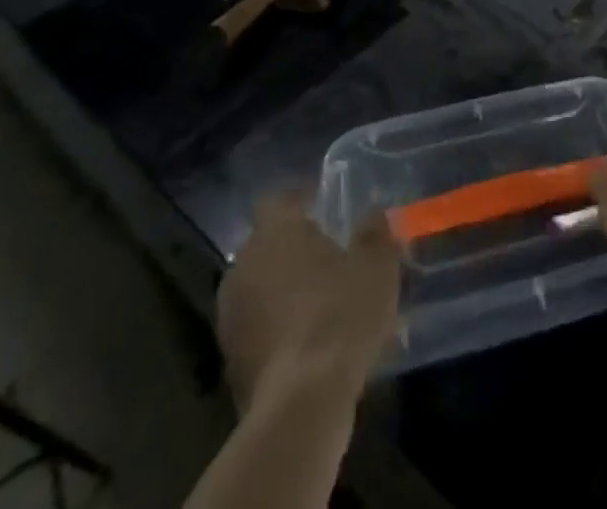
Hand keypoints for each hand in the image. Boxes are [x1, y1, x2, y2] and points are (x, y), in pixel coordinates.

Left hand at [216, 191, 401, 411]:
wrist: (301, 406)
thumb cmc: (341, 315)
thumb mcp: (376, 265)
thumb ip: (374, 232)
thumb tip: (372, 214)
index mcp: (275, 232)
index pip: (277, 199)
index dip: (299, 200)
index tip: (323, 208)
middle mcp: (244, 265)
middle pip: (265, 244)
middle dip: (292, 248)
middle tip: (327, 257)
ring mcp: (230, 316)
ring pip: (258, 287)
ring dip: (282, 290)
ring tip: (319, 303)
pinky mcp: (229, 361)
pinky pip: (257, 328)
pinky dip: (277, 328)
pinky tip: (308, 343)